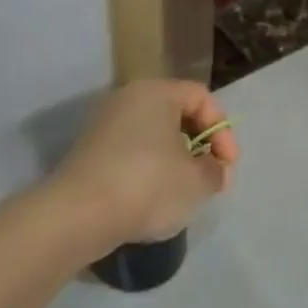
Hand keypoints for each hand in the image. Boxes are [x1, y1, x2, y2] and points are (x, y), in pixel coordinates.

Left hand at [58, 79, 237, 248]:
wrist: (79, 215)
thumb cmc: (148, 185)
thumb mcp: (198, 180)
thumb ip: (215, 169)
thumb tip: (212, 169)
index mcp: (155, 92)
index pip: (201, 97)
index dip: (223, 130)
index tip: (228, 165)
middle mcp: (126, 100)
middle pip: (176, 115)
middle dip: (200, 147)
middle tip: (211, 178)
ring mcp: (103, 126)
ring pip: (153, 137)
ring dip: (176, 161)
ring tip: (185, 192)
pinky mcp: (89, 154)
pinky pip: (131, 154)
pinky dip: (149, 171)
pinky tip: (154, 200)